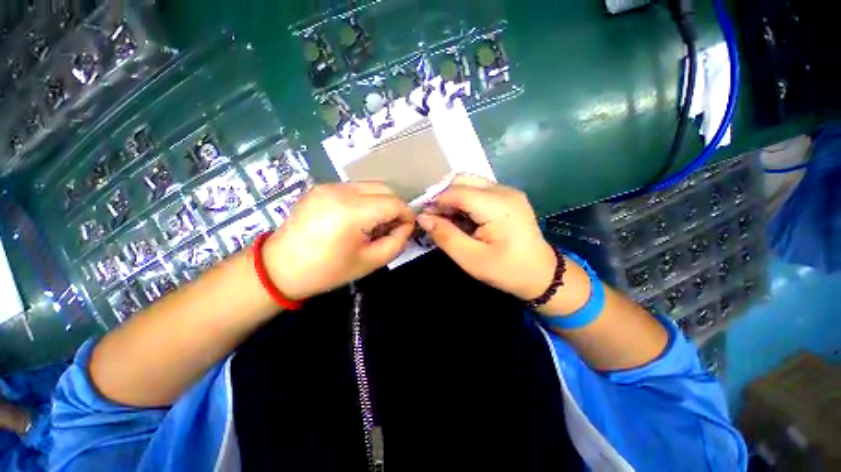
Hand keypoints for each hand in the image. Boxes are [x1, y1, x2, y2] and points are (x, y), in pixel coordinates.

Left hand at [263, 183, 413, 299]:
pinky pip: (354, 189)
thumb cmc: (327, 271)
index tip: (406, 229)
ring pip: (370, 186)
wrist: (279, 268)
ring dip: (380, 203)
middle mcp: (340, 190)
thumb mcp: (371, 262)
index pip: (393, 203)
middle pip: (384, 188)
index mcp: (352, 211)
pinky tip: (357, 219)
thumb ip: (397, 242)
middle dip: (394, 207)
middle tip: (390, 228)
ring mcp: (328, 185)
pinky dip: (365, 201)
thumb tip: (406, 225)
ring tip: (373, 225)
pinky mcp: (321, 187)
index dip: (406, 215)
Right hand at [417, 176, 555, 300]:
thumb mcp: (471, 259)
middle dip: (442, 195)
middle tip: (433, 217)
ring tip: (445, 218)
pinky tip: (461, 217)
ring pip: (469, 182)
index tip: (422, 215)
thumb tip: (423, 218)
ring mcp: (508, 192)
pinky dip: (464, 200)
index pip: (457, 192)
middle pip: (463, 180)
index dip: (436, 201)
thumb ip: (445, 236)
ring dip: (452, 197)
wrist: (541, 274)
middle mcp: (504, 191)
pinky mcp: (508, 197)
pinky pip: (478, 190)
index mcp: (498, 206)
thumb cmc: (507, 270)